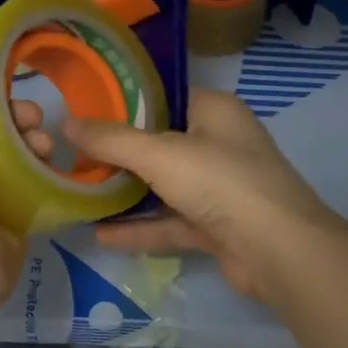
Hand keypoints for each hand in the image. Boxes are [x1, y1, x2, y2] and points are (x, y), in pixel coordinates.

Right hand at [49, 88, 344, 300]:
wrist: (279, 251)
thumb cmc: (221, 182)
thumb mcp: (160, 154)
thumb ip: (112, 140)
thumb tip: (67, 122)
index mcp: (214, 111)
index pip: (163, 96)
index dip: (123, 101)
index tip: (83, 109)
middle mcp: (219, 144)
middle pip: (160, 142)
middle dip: (118, 151)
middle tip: (71, 153)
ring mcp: (220, 187)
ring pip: (164, 185)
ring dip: (126, 192)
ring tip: (79, 193)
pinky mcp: (217, 226)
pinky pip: (171, 221)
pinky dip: (141, 228)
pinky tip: (101, 235)